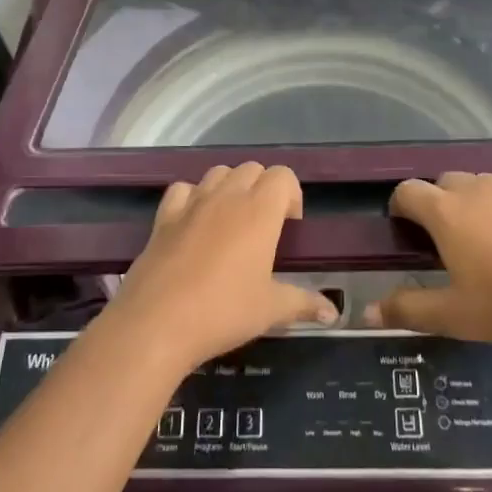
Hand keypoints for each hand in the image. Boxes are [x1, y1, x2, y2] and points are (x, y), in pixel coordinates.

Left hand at [106, 163, 337, 373]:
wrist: (158, 323)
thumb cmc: (223, 312)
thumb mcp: (271, 310)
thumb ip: (304, 304)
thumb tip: (333, 313)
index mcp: (259, 211)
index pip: (283, 176)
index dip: (291, 195)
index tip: (289, 227)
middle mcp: (227, 196)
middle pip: (252, 169)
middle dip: (263, 189)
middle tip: (264, 227)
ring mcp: (192, 202)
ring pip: (218, 172)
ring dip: (230, 187)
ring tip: (231, 222)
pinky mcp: (164, 216)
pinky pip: (183, 189)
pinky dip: (192, 197)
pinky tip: (194, 223)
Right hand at [365, 172, 491, 349]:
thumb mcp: (454, 316)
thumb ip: (408, 310)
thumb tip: (367, 312)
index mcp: (446, 212)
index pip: (408, 191)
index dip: (400, 207)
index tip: (405, 231)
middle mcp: (476, 190)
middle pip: (443, 182)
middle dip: (437, 204)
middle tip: (446, 243)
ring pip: (480, 185)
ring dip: (472, 203)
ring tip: (485, 240)